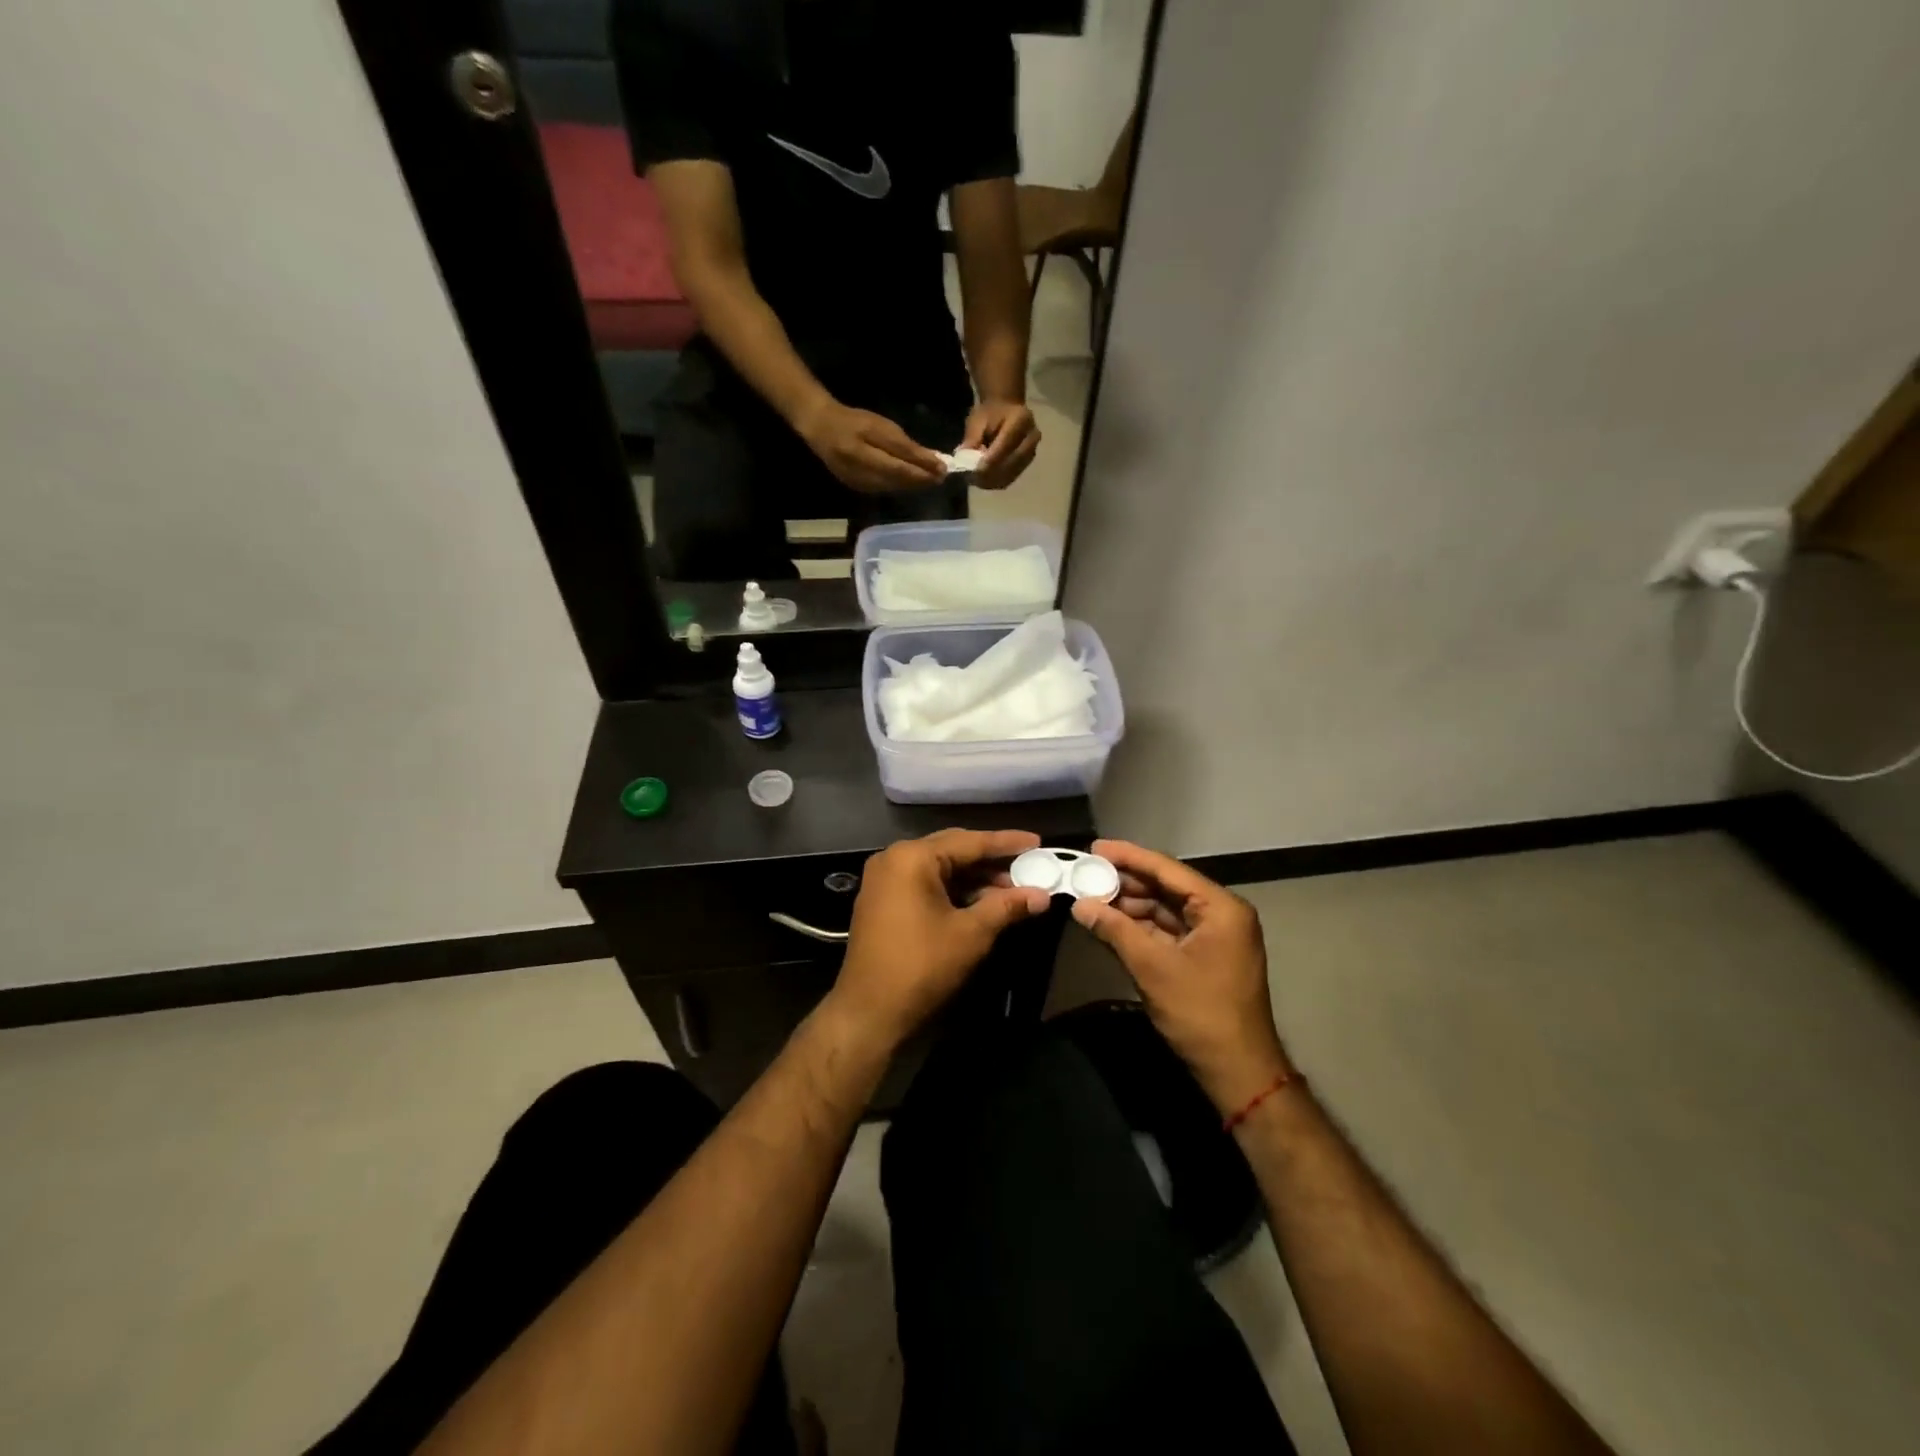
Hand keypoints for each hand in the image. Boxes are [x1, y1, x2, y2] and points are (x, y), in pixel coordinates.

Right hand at [796, 399, 946, 493]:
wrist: (821, 428)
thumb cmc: (853, 421)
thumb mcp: (880, 426)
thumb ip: (904, 445)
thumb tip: (931, 459)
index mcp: (862, 450)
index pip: (900, 464)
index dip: (922, 469)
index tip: (943, 469)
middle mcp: (859, 471)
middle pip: (897, 480)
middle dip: (921, 480)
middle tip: (941, 477)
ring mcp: (857, 483)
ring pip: (892, 487)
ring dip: (912, 485)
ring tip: (930, 480)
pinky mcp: (856, 488)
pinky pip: (884, 489)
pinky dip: (899, 486)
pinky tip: (910, 482)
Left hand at [828, 829, 1050, 1049]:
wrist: (869, 1013)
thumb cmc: (921, 966)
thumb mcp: (971, 934)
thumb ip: (1006, 906)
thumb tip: (1042, 895)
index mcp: (912, 857)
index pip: (969, 841)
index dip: (1006, 843)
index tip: (1037, 841)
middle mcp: (894, 859)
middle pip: (952, 849)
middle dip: (991, 860)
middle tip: (1027, 864)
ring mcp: (885, 880)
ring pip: (939, 868)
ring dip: (974, 878)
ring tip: (1012, 888)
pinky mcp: (883, 901)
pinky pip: (925, 884)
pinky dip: (953, 890)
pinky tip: (981, 902)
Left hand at [961, 399, 1039, 489]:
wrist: (1007, 409)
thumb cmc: (990, 412)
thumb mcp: (977, 420)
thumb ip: (972, 440)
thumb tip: (965, 462)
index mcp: (1021, 419)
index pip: (1005, 445)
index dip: (989, 461)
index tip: (974, 471)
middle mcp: (1031, 437)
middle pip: (1011, 462)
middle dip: (990, 474)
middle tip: (972, 479)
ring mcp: (1032, 451)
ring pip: (1012, 473)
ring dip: (993, 480)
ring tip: (976, 480)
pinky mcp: (1028, 462)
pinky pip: (1012, 477)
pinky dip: (997, 482)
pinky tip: (984, 481)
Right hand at [1071, 839, 1291, 1115]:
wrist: (1238, 1072)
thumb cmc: (1200, 1013)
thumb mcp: (1153, 968)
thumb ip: (1115, 930)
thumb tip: (1079, 904)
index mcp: (1220, 907)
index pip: (1167, 869)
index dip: (1128, 856)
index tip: (1094, 848)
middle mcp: (1220, 914)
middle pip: (1165, 887)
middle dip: (1125, 883)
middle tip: (1085, 875)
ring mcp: (1213, 937)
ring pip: (1164, 909)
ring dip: (1129, 906)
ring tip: (1090, 899)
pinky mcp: (1203, 957)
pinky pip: (1167, 931)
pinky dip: (1139, 928)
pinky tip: (1110, 924)